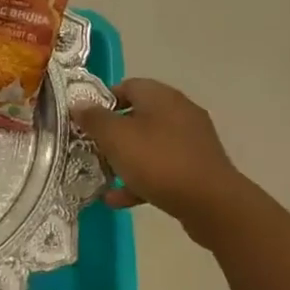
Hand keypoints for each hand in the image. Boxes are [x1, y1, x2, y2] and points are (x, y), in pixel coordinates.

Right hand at [71, 79, 250, 240]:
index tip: (85, 121)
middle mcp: (179, 112)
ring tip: (102, 175)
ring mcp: (191, 141)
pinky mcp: (197, 169)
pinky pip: (162, 169)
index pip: (127, 86)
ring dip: (125, 159)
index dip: (102, 101)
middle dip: (112, 133)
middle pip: (138, 116)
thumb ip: (94, 119)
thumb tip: (78, 103)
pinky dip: (140, 180)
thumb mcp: (116, 137)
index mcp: (161, 97)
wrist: (212, 203)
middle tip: (90, 148)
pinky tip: (118, 198)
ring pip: (149, 144)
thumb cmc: (158, 161)